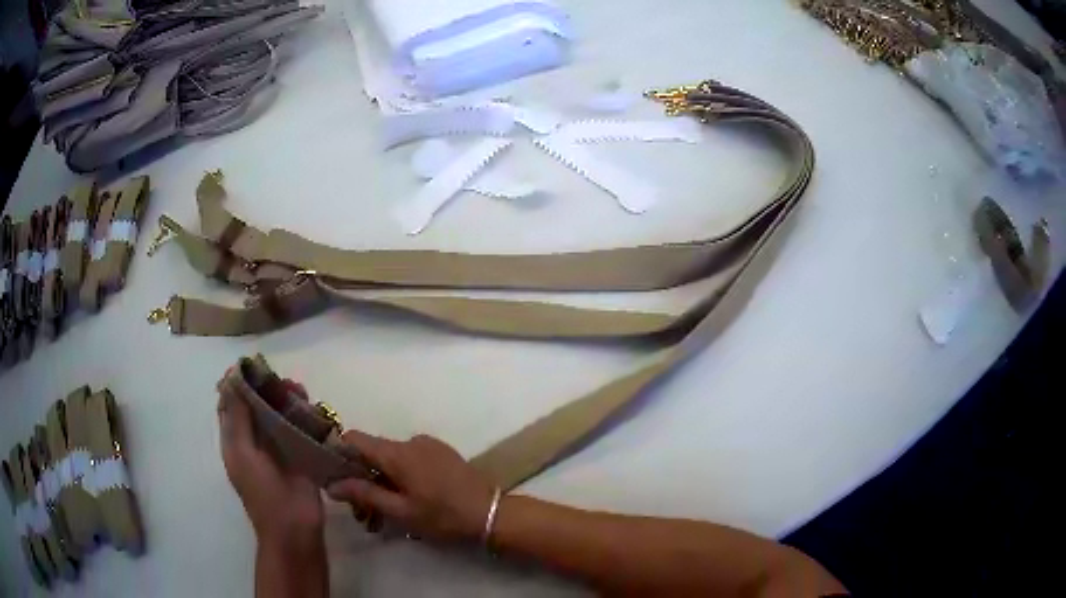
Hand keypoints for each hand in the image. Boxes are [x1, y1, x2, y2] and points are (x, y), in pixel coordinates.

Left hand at [217, 377, 323, 545]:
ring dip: (287, 399)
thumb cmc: (263, 492)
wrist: (295, 528)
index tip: (251, 366)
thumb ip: (237, 417)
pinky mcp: (300, 454)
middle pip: (256, 405)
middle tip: (281, 380)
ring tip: (301, 391)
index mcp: (235, 440)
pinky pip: (300, 428)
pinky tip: (314, 409)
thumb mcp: (242, 453)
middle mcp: (254, 440)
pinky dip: (305, 415)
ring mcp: (278, 448)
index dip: (236, 383)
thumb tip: (231, 378)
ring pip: (279, 414)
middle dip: (266, 388)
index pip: (230, 404)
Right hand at [326, 432, 495, 541]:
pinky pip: (410, 459)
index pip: (354, 439)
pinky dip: (401, 476)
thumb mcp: (400, 511)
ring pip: (391, 458)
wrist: (491, 513)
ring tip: (388, 513)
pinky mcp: (441, 452)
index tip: (335, 477)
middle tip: (365, 513)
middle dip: (362, 478)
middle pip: (372, 452)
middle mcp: (409, 441)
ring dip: (383, 480)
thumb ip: (365, 494)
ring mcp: (428, 445)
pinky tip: (409, 500)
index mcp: (396, 453)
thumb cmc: (443, 516)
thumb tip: (331, 484)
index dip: (339, 453)